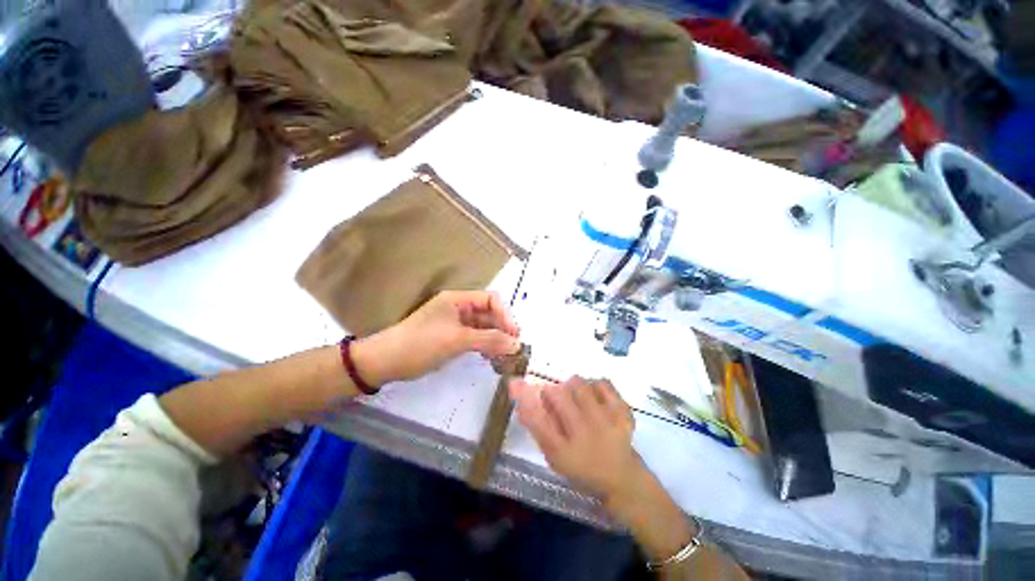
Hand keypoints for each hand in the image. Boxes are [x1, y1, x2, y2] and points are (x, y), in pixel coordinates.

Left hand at [355, 291, 520, 384]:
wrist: (386, 362)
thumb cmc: (422, 344)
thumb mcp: (457, 340)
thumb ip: (489, 340)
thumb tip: (517, 344)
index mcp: (458, 299)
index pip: (491, 299)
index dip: (505, 315)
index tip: (514, 335)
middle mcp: (459, 307)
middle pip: (489, 313)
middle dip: (502, 328)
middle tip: (513, 348)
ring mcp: (455, 323)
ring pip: (483, 327)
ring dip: (495, 339)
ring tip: (505, 355)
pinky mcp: (452, 337)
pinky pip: (475, 337)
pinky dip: (484, 345)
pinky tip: (490, 357)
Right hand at [510, 377, 644, 504]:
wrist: (621, 477)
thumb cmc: (581, 467)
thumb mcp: (554, 455)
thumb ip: (537, 428)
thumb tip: (520, 401)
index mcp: (563, 450)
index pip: (537, 419)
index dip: (523, 397)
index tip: (514, 382)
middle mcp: (583, 434)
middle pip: (558, 394)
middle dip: (552, 391)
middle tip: (557, 398)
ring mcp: (606, 421)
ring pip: (579, 383)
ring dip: (573, 386)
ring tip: (578, 399)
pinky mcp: (623, 412)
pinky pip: (602, 382)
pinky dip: (595, 385)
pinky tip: (596, 398)